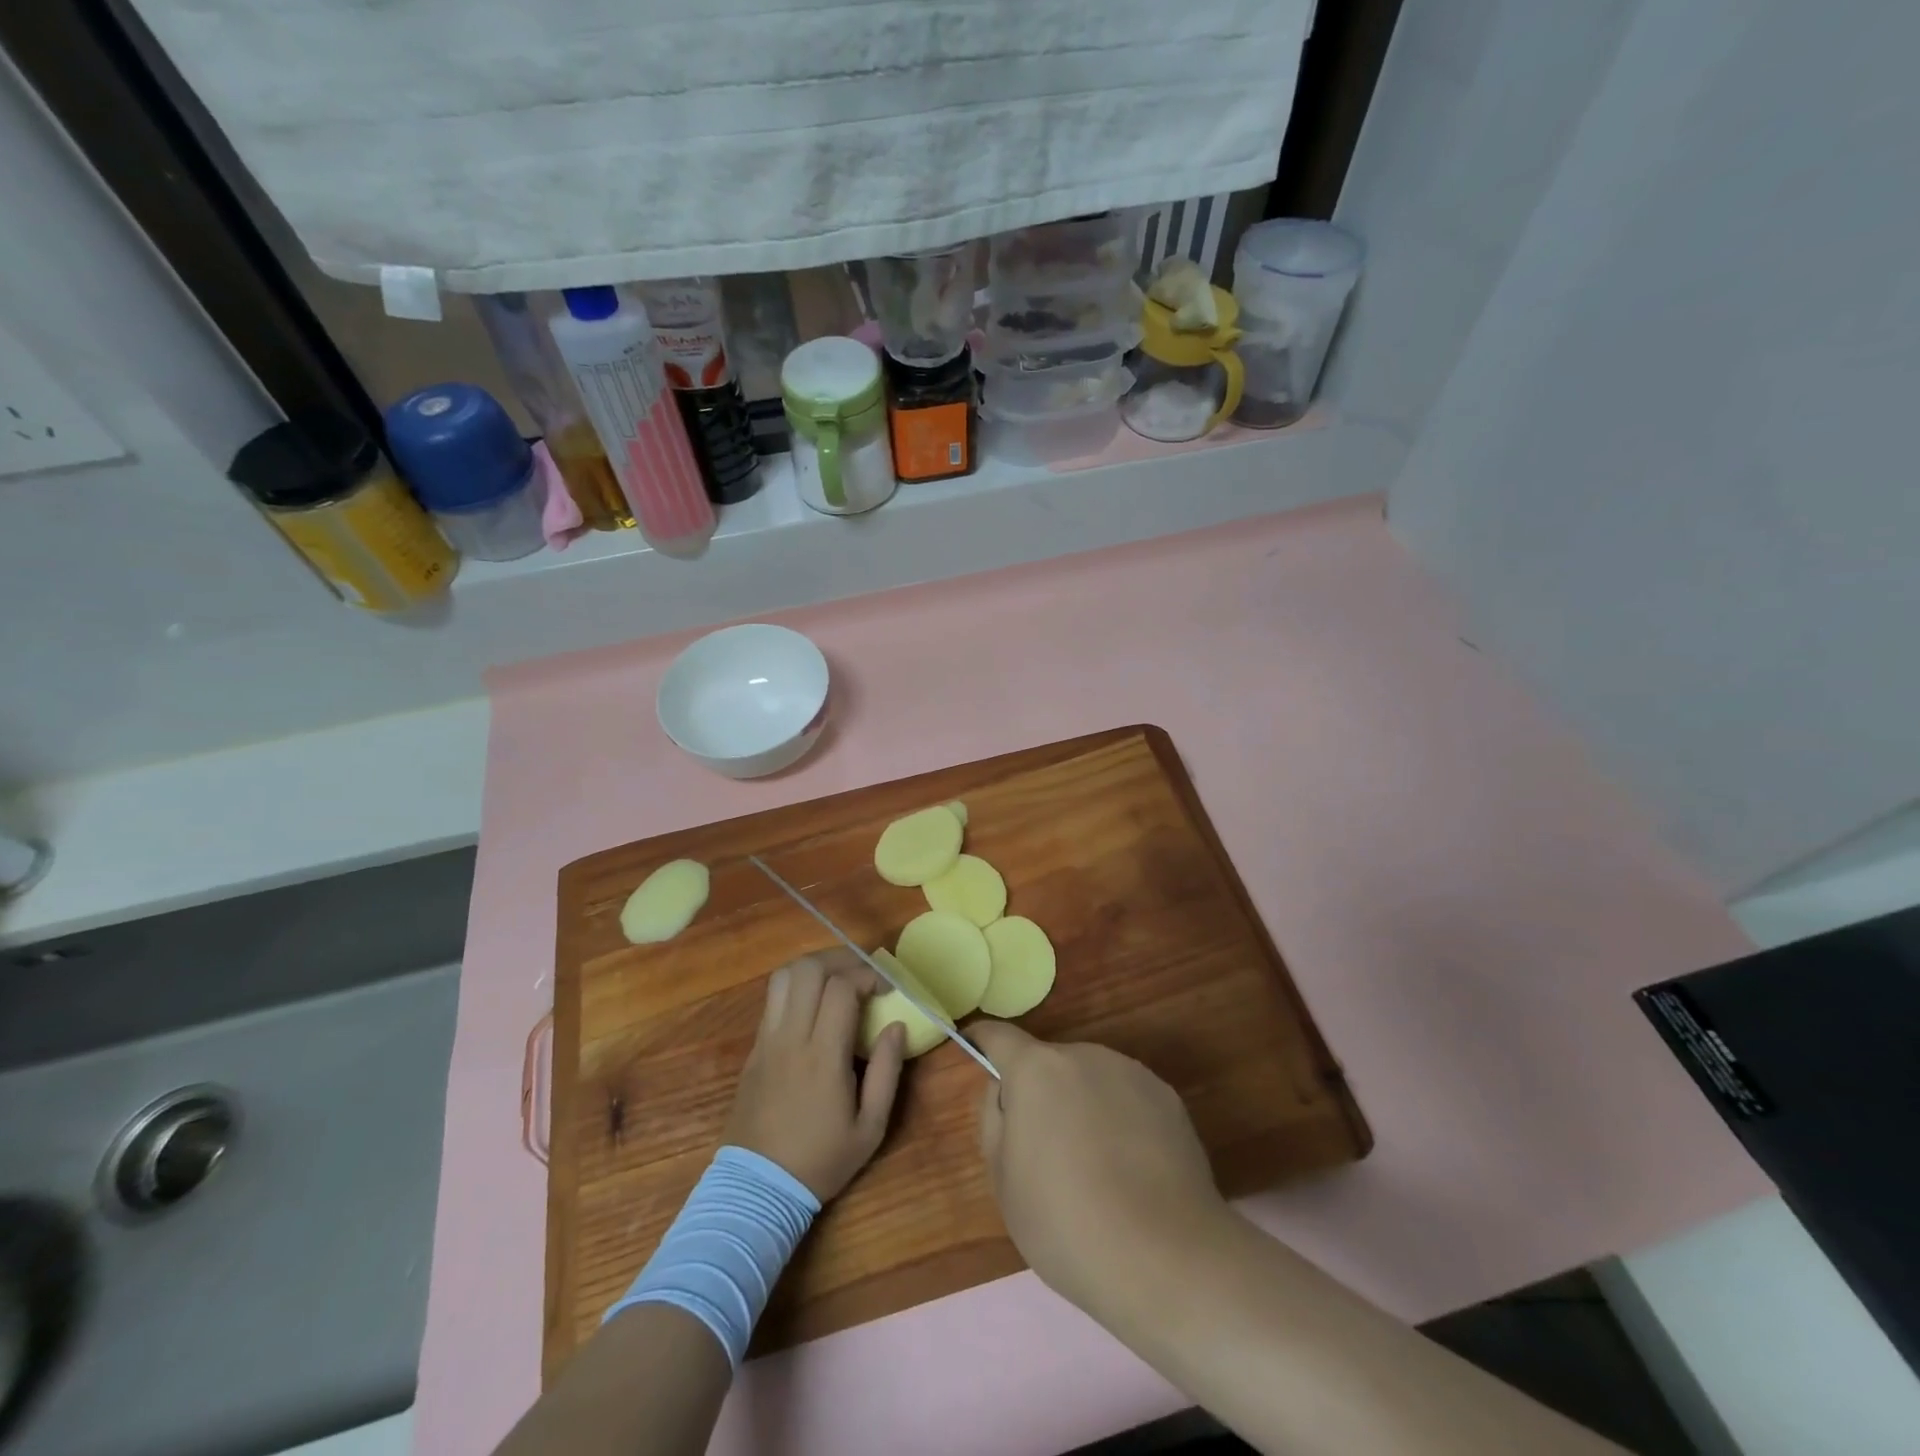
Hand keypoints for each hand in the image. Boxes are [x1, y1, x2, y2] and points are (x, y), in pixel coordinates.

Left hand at [723, 950, 905, 1200]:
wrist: (757, 1188)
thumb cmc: (821, 1160)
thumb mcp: (870, 1128)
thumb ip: (887, 1071)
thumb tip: (896, 1026)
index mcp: (823, 1056)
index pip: (841, 988)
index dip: (867, 975)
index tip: (886, 986)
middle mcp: (791, 1038)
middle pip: (808, 969)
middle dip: (841, 959)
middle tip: (863, 972)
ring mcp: (767, 1040)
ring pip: (784, 976)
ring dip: (815, 967)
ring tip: (838, 978)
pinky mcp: (754, 1048)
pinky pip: (773, 999)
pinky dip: (797, 986)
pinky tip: (815, 1003)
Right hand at [972, 1022, 1229, 1312]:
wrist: (1167, 1258)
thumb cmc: (1067, 1223)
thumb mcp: (1004, 1182)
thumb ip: (995, 1120)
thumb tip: (1005, 1089)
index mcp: (1037, 1070)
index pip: (999, 1037)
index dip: (984, 1042)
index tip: (976, 1049)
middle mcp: (1084, 1055)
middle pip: (1049, 1063)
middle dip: (1041, 1092)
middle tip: (1045, 1150)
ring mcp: (1131, 1072)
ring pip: (1090, 1080)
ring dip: (1082, 1104)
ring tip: (1096, 1168)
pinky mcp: (1168, 1097)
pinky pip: (1127, 1099)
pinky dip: (1120, 1120)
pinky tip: (1133, 1171)